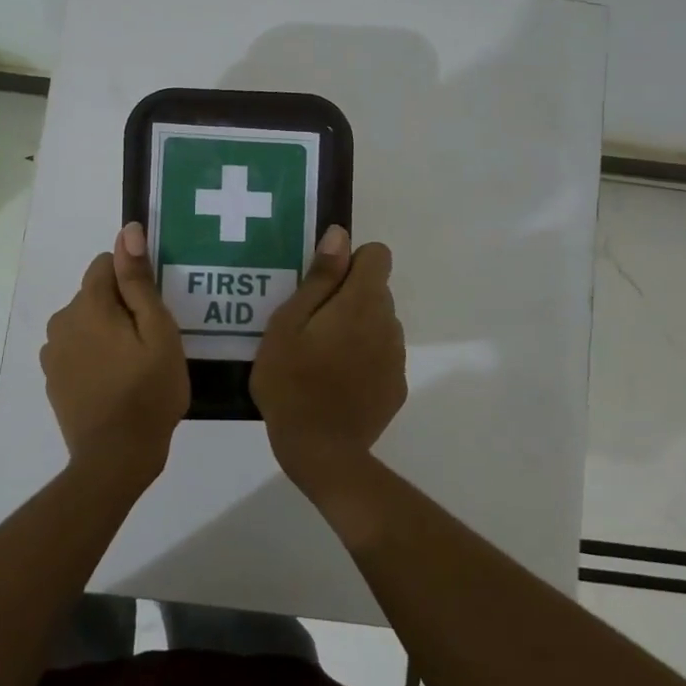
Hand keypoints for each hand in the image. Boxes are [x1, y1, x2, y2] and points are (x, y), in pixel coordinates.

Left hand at [41, 223, 189, 482]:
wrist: (115, 457)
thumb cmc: (148, 391)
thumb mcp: (158, 331)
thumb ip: (139, 280)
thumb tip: (128, 230)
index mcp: (88, 304)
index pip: (106, 262)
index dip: (133, 280)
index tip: (153, 309)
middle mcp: (61, 320)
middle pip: (95, 293)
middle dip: (121, 307)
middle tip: (149, 341)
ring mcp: (52, 352)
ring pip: (85, 321)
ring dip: (106, 331)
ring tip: (134, 364)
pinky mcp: (52, 377)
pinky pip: (76, 348)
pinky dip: (93, 355)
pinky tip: (114, 382)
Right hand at [252, 226, 406, 497]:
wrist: (319, 450)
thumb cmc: (291, 381)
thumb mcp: (288, 323)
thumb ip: (319, 278)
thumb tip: (341, 235)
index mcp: (361, 302)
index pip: (378, 255)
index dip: (350, 262)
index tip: (322, 287)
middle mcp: (388, 323)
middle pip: (377, 290)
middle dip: (349, 296)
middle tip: (311, 326)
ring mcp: (396, 357)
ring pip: (379, 323)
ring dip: (357, 328)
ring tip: (322, 357)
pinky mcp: (397, 386)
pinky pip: (382, 355)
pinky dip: (364, 358)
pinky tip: (337, 382)